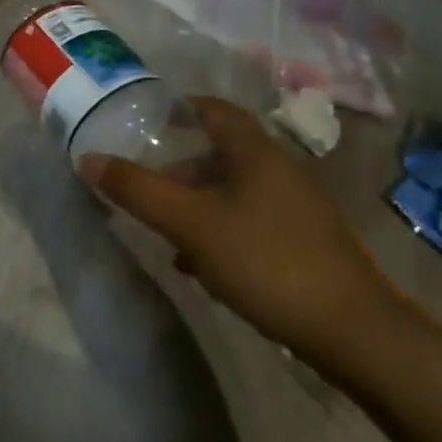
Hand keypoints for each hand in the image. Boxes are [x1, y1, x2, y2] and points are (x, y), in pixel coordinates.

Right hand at [79, 96, 394, 366]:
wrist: (354, 334)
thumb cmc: (265, 261)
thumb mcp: (188, 222)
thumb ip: (137, 189)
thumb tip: (87, 159)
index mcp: (256, 152)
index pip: (214, 110)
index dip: (178, 108)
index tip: (144, 121)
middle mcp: (280, 170)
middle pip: (219, 153)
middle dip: (178, 167)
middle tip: (144, 186)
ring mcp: (297, 209)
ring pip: (232, 190)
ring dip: (195, 203)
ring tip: (164, 230)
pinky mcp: (304, 244)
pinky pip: (249, 221)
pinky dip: (218, 229)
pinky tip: (200, 263)